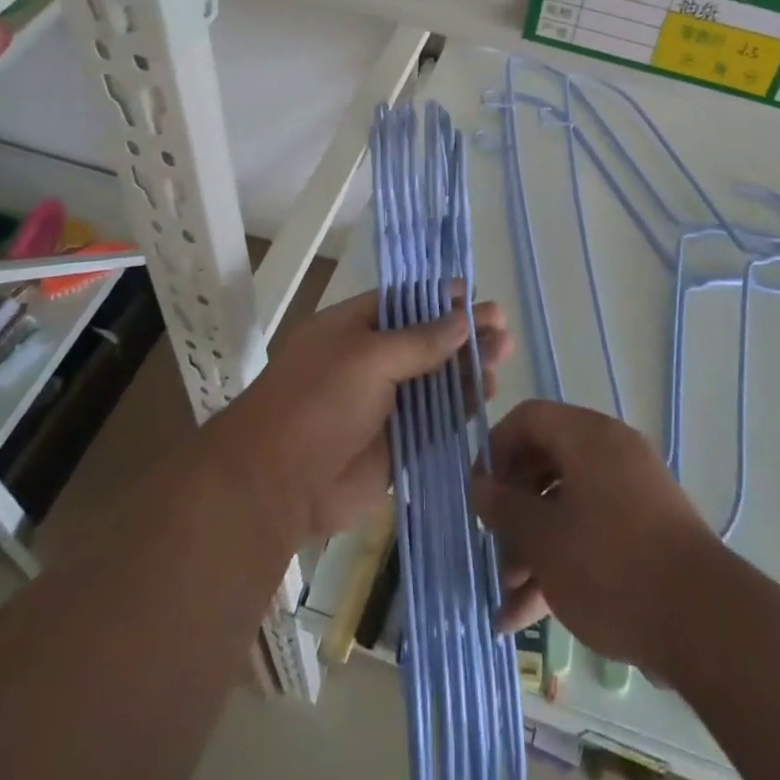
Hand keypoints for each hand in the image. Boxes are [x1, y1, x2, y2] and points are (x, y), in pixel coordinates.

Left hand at [213, 288, 510, 540]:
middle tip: (503, 328)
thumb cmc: (318, 402)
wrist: (276, 485)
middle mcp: (370, 361)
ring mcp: (383, 404)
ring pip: (434, 380)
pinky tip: (485, 393)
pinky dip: (459, 407)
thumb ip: (420, 340)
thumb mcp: (369, 357)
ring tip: (503, 356)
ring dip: (467, 367)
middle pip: (425, 340)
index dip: (439, 298)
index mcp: (352, 328)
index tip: (475, 294)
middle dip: (463, 332)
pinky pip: (434, 421)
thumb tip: (463, 319)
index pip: (403, 302)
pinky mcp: (395, 445)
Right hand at [472, 401, 716, 671]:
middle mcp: (610, 452)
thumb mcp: (544, 539)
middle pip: (545, 463)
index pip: (528, 418)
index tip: (477, 493)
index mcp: (587, 436)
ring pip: (566, 505)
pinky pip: (592, 532)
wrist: (704, 622)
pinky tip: (528, 616)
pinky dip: (562, 562)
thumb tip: (480, 486)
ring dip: (532, 547)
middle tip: (492, 548)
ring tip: (505, 598)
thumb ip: (505, 508)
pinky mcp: (645, 532)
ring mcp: (631, 492)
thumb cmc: (611, 565)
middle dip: (513, 510)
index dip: (495, 449)